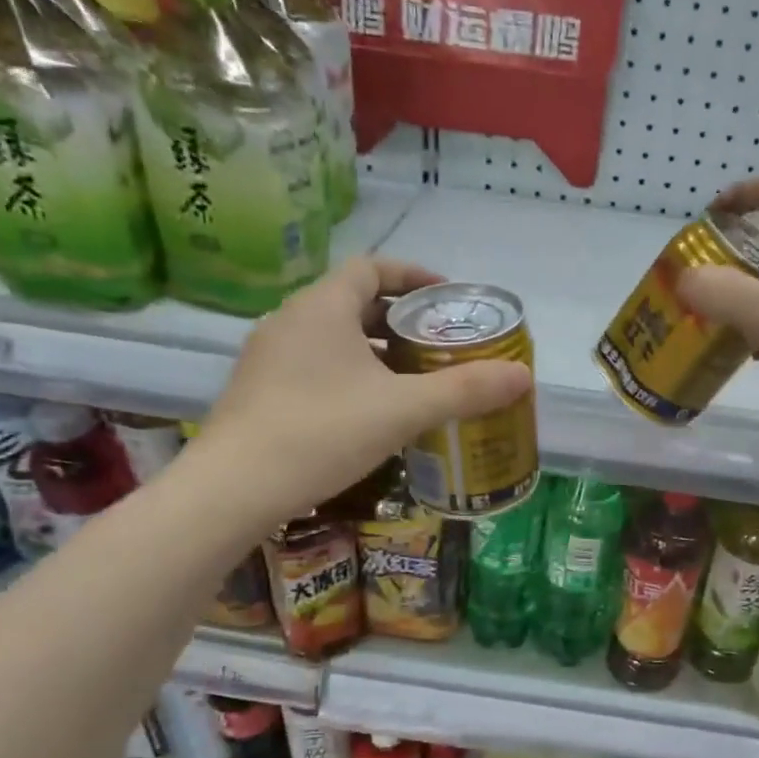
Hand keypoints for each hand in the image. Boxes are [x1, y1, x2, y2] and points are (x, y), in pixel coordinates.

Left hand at [188, 258, 532, 525]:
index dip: (413, 276)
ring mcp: (269, 357)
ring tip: (412, 380)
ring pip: (333, 338)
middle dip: (400, 320)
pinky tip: (370, 413)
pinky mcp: (259, 391)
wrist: (234, 488)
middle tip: (438, 345)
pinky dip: (350, 375)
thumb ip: (465, 390)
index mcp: (323, 307)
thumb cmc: (323, 432)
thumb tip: (523, 377)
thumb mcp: (403, 410)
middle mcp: (291, 320)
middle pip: (354, 303)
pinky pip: (315, 366)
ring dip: (375, 351)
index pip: (373, 268)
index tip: (447, 297)